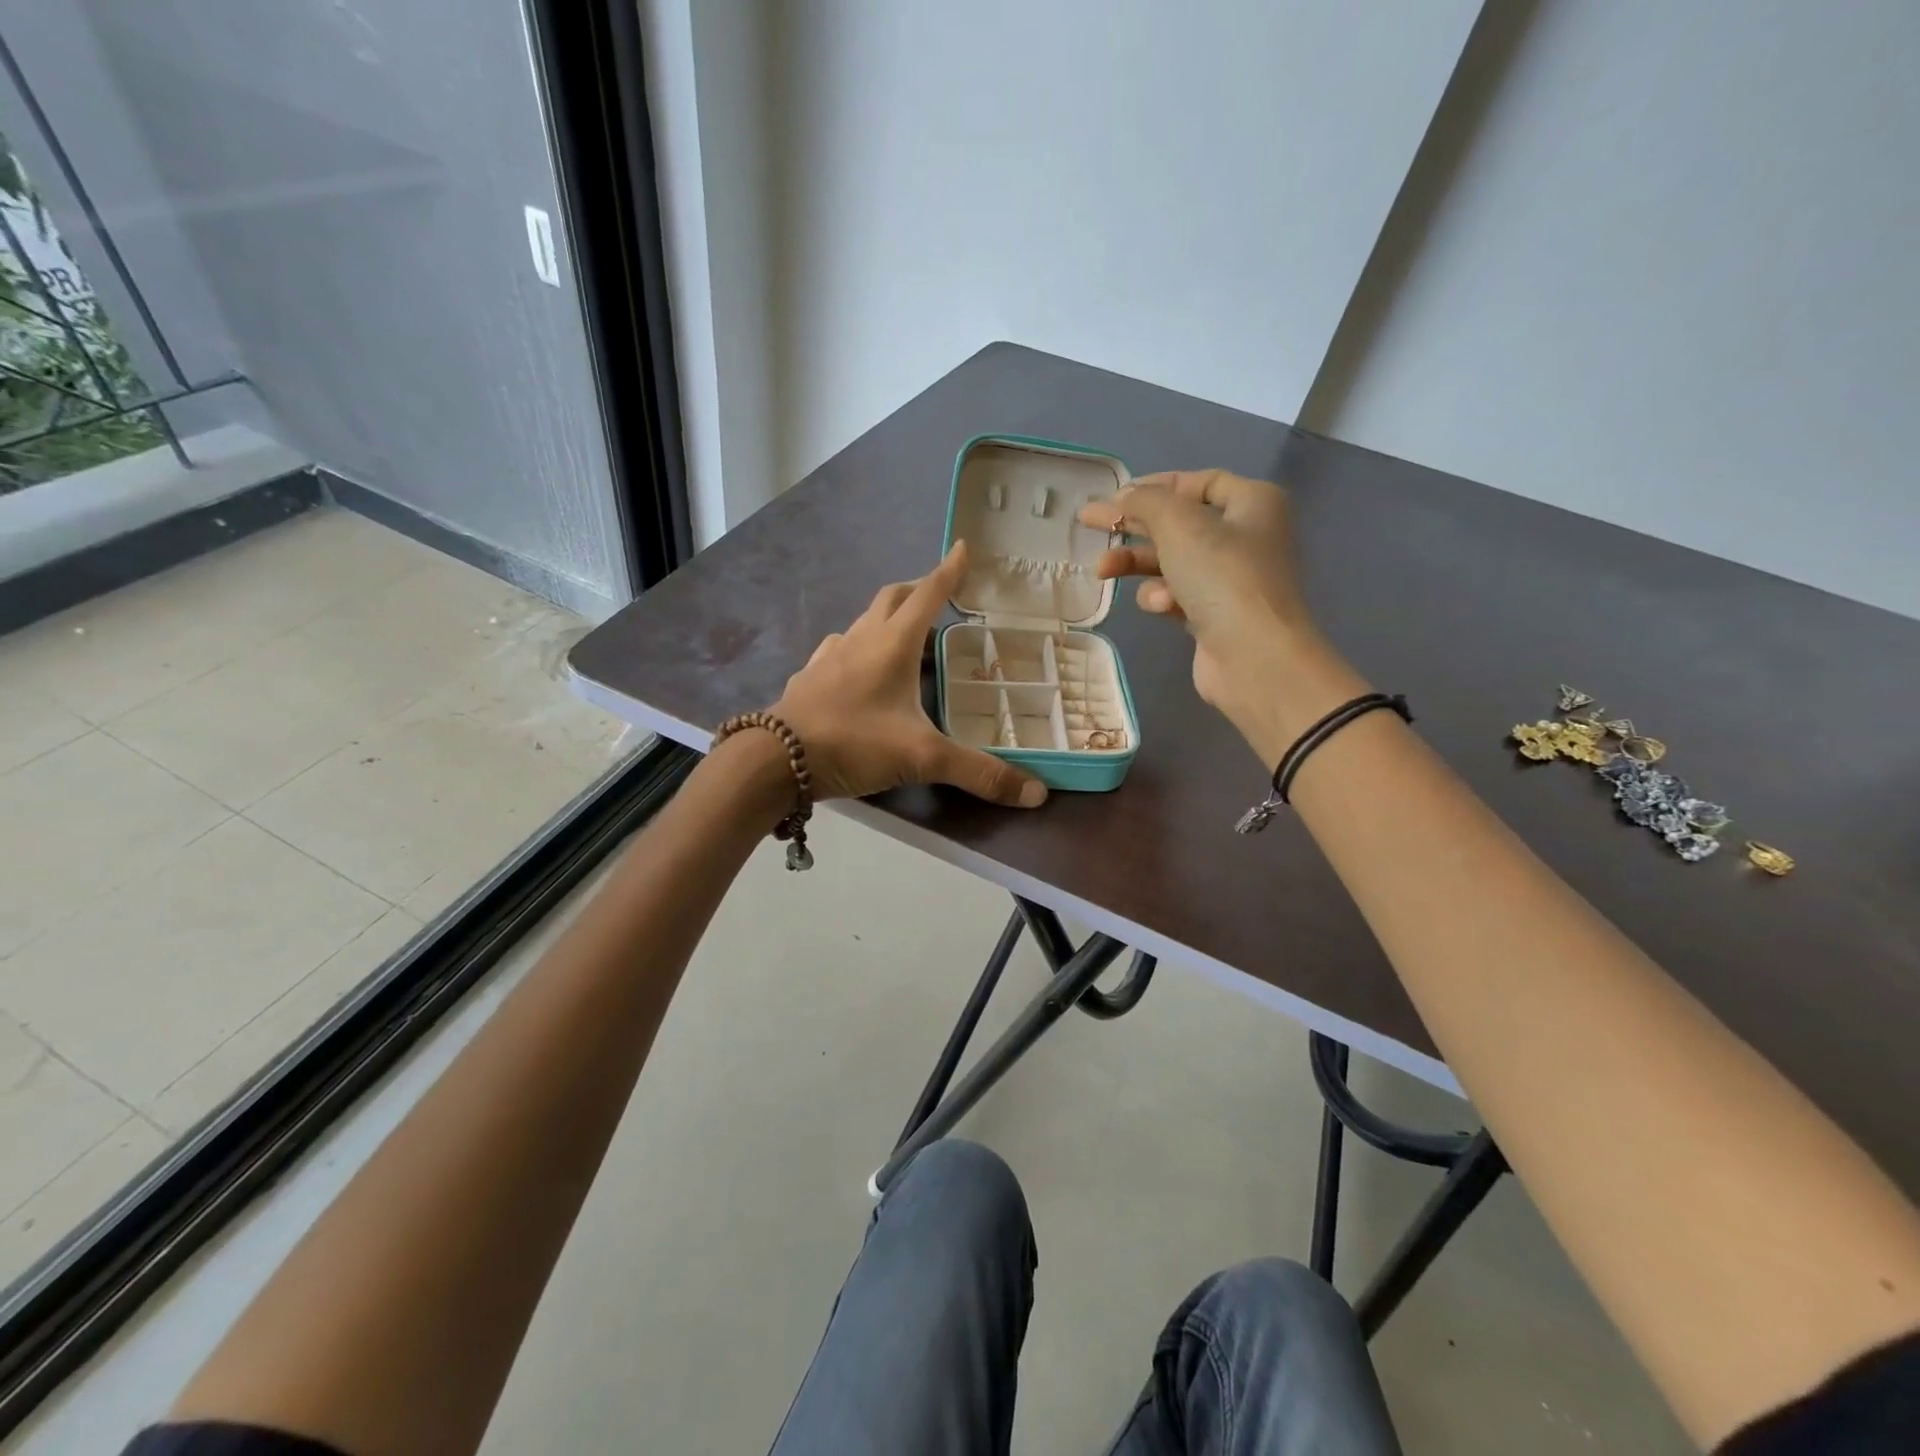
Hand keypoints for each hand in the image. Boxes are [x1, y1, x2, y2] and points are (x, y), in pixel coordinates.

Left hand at [772, 541, 1048, 806]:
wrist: (775, 760)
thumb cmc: (854, 743)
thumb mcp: (923, 758)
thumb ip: (979, 773)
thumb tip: (1036, 794)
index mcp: (892, 643)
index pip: (928, 594)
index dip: (948, 571)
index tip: (963, 547)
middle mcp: (860, 639)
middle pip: (891, 598)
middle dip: (917, 590)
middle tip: (938, 597)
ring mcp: (828, 656)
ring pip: (862, 622)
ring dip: (885, 618)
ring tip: (903, 637)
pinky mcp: (807, 678)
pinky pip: (837, 649)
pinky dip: (856, 648)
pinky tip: (857, 670)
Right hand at [1078, 470, 1364, 763]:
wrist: (1254, 657)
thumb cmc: (1223, 577)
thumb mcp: (1179, 525)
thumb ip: (1146, 501)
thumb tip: (1123, 497)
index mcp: (1252, 503)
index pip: (1198, 482)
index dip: (1156, 485)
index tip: (1115, 495)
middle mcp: (1246, 537)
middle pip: (1178, 523)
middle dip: (1133, 526)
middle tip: (1089, 523)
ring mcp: (1231, 580)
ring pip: (1171, 562)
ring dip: (1137, 565)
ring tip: (1103, 570)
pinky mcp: (1215, 616)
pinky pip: (1177, 595)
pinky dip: (1162, 597)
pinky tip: (1160, 606)